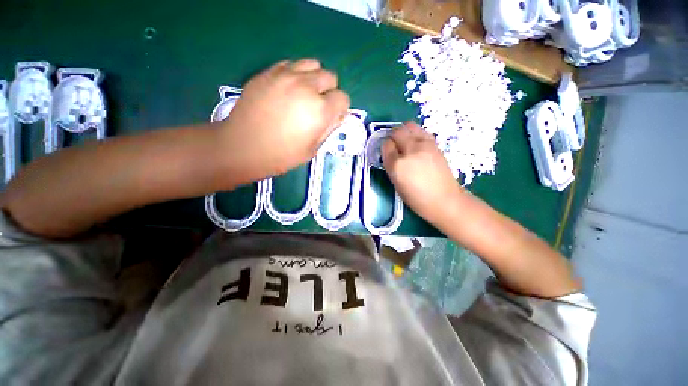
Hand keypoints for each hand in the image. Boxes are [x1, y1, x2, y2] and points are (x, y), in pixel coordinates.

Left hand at [217, 59, 349, 177]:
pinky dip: (296, 74)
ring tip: (305, 93)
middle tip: (318, 105)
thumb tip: (334, 117)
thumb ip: (327, 130)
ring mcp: (286, 76)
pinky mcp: (269, 72)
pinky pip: (291, 64)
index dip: (340, 109)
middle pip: (330, 77)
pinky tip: (288, 89)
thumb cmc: (281, 155)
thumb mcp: (312, 149)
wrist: (243, 146)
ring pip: (313, 64)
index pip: (343, 99)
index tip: (331, 117)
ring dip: (314, 78)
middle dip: (329, 91)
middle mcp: (307, 87)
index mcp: (320, 110)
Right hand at [383, 121, 462, 223]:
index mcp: (397, 165)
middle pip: (397, 132)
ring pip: (410, 126)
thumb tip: (391, 153)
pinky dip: (415, 132)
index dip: (386, 147)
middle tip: (394, 144)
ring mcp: (424, 145)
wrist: (444, 199)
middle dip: (392, 136)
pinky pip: (421, 131)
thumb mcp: (397, 184)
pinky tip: (415, 142)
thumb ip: (391, 166)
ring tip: (404, 140)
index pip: (387, 145)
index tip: (388, 151)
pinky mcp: (435, 144)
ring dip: (404, 130)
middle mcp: (410, 151)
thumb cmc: (416, 198)